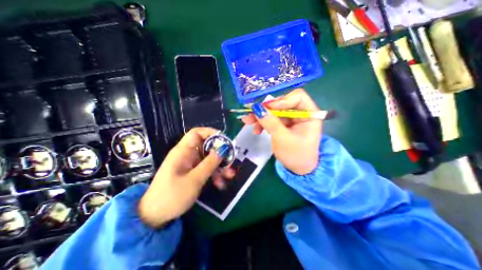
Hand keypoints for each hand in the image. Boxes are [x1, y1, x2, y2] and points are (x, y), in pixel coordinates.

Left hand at [138, 128, 229, 228]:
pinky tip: (220, 183)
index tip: (224, 140)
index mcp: (183, 151)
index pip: (197, 133)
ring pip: (208, 159)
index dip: (211, 133)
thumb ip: (210, 163)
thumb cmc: (172, 196)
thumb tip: (223, 149)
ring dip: (220, 166)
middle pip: (206, 147)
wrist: (155, 217)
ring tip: (230, 175)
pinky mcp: (192, 173)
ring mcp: (190, 164)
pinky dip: (214, 174)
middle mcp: (187, 155)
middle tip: (231, 160)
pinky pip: (206, 169)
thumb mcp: (194, 179)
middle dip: (220, 153)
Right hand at [244, 89, 321, 174]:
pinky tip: (256, 130)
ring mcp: (291, 119)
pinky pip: (271, 119)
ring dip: (260, 116)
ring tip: (248, 122)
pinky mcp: (283, 124)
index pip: (297, 96)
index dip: (282, 100)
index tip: (268, 109)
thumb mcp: (282, 138)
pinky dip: (262, 123)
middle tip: (251, 114)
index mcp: (309, 114)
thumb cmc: (296, 155)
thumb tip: (256, 108)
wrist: (298, 169)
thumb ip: (270, 122)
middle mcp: (300, 113)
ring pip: (274, 111)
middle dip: (266, 109)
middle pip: (282, 103)